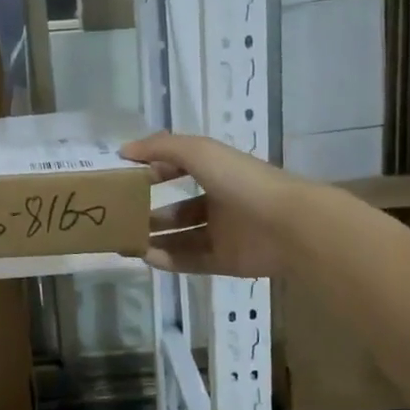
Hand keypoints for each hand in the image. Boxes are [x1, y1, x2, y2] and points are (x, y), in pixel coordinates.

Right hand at [122, 132, 301, 277]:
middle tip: (119, 218)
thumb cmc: (243, 181)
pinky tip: (146, 257)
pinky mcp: (227, 261)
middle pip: (178, 209)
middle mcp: (220, 202)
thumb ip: (161, 147)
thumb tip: (124, 150)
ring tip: (126, 241)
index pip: (179, 169)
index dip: (154, 171)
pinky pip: (191, 261)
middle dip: (149, 212)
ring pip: (182, 237)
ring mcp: (224, 234)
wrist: (290, 226)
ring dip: (155, 238)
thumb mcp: (200, 152)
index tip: (125, 178)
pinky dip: (168, 260)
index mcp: (217, 173)